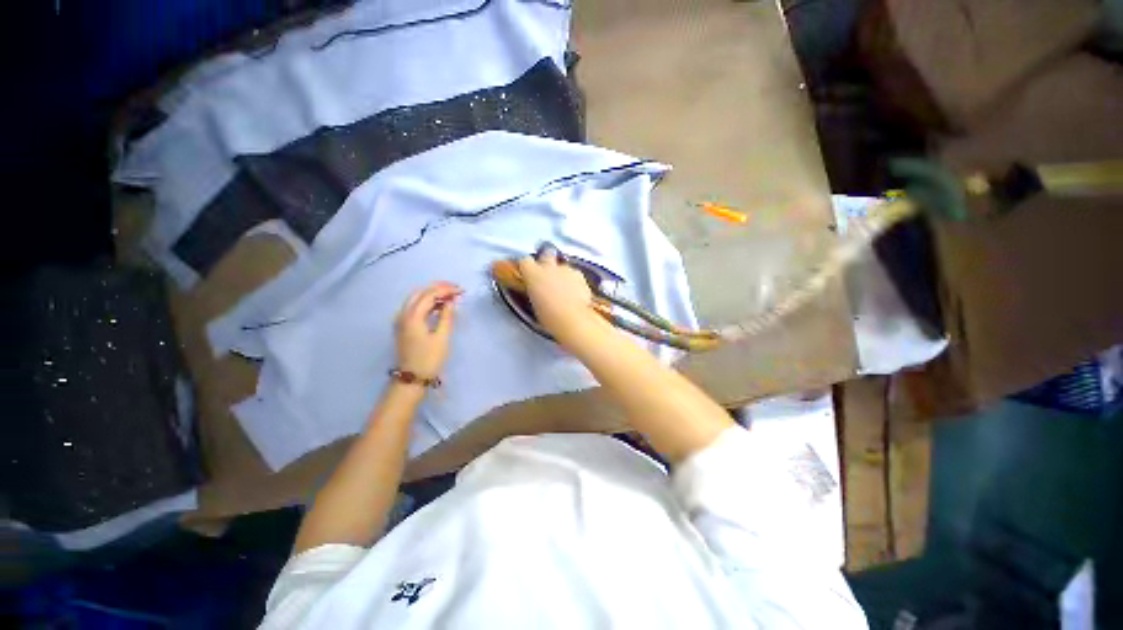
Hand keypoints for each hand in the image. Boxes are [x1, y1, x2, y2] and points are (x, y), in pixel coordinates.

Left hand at [394, 281, 461, 379]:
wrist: (412, 378)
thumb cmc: (429, 359)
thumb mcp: (442, 337)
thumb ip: (447, 316)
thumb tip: (451, 301)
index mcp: (412, 316)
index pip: (430, 294)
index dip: (446, 290)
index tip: (462, 291)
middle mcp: (403, 314)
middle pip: (421, 292)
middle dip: (439, 288)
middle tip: (456, 290)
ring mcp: (401, 319)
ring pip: (416, 298)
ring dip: (433, 294)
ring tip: (451, 296)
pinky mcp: (403, 326)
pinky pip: (415, 307)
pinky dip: (428, 303)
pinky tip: (440, 306)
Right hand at [517, 249, 600, 345]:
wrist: (573, 319)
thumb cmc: (550, 317)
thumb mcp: (534, 306)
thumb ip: (535, 293)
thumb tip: (538, 294)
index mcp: (533, 274)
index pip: (525, 261)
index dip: (527, 267)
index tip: (528, 273)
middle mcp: (549, 267)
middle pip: (546, 254)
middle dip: (546, 260)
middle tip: (547, 274)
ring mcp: (566, 270)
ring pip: (563, 266)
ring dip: (562, 274)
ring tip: (563, 289)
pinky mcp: (580, 276)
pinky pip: (575, 275)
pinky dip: (574, 281)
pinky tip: (575, 293)